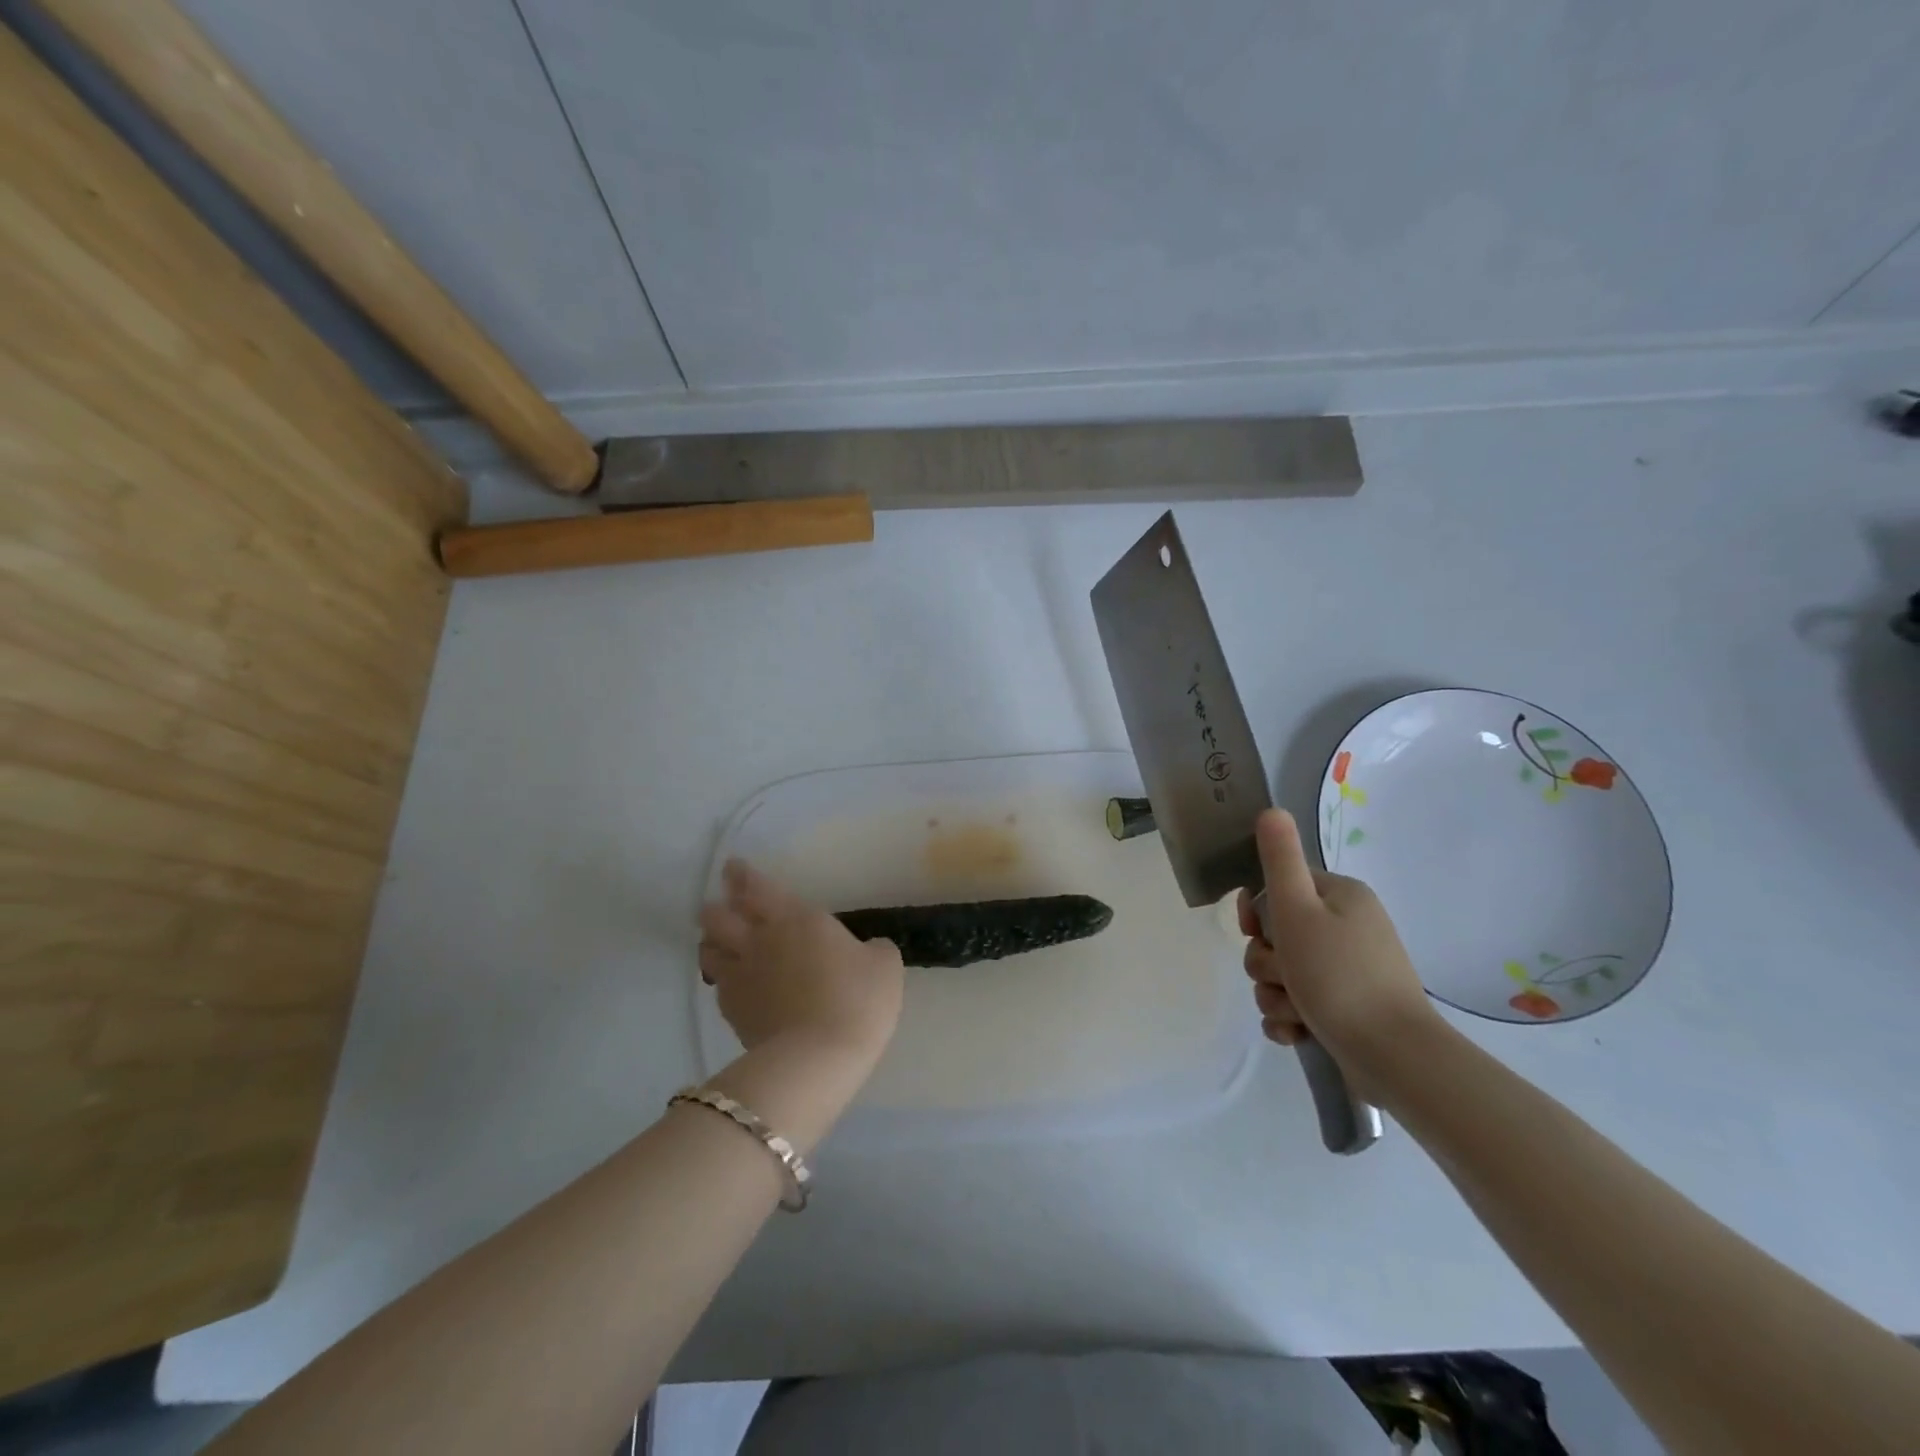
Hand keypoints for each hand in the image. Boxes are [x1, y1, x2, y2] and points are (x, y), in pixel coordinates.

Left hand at [699, 860, 904, 1065]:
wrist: (819, 1057)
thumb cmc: (857, 999)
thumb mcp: (884, 966)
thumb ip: (873, 949)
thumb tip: (869, 950)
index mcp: (797, 918)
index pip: (758, 887)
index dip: (742, 875)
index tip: (733, 867)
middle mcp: (760, 940)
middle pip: (719, 915)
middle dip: (717, 906)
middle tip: (721, 904)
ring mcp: (741, 976)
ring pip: (709, 949)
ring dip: (712, 942)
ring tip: (719, 942)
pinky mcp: (732, 1011)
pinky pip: (718, 986)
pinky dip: (722, 979)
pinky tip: (732, 983)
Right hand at [1237, 808, 1439, 1100]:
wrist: (1394, 1057)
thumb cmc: (1338, 976)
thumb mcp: (1298, 910)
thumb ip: (1280, 859)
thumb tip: (1271, 809)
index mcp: (1340, 897)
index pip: (1279, 888)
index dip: (1258, 913)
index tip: (1256, 932)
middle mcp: (1346, 928)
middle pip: (1276, 936)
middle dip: (1267, 963)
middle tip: (1284, 977)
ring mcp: (1348, 971)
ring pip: (1282, 974)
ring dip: (1275, 994)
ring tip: (1295, 1012)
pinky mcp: (1346, 1010)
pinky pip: (1297, 1004)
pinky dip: (1290, 1018)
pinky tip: (1298, 1032)